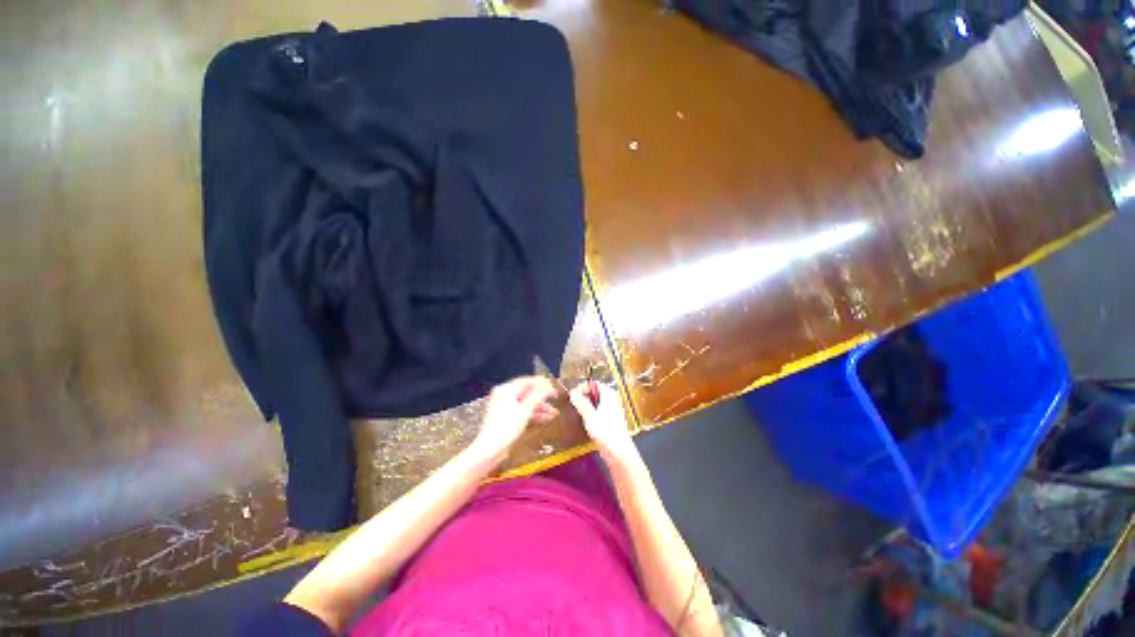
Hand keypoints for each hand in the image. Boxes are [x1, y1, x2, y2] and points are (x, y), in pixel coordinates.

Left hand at [470, 377, 558, 464]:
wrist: (490, 450)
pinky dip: (534, 413)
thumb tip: (548, 386)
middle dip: (542, 397)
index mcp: (506, 390)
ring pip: (527, 402)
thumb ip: (537, 396)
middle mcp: (505, 395)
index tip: (553, 387)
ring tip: (554, 412)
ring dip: (541, 407)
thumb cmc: (506, 428)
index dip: (541, 383)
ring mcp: (506, 407)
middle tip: (555, 398)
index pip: (527, 381)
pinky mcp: (508, 417)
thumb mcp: (525, 411)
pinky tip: (546, 418)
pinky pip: (523, 411)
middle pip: (527, 392)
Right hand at [568, 382, 637, 461]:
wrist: (618, 452)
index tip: (572, 395)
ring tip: (576, 412)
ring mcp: (611, 410)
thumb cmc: (605, 432)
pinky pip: (597, 411)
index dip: (582, 387)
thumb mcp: (589, 415)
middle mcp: (612, 399)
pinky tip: (584, 421)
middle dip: (583, 396)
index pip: (593, 383)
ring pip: (595, 402)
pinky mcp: (610, 420)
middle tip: (572, 404)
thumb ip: (580, 402)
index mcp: (609, 394)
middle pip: (594, 392)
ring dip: (585, 405)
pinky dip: (590, 413)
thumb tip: (572, 392)